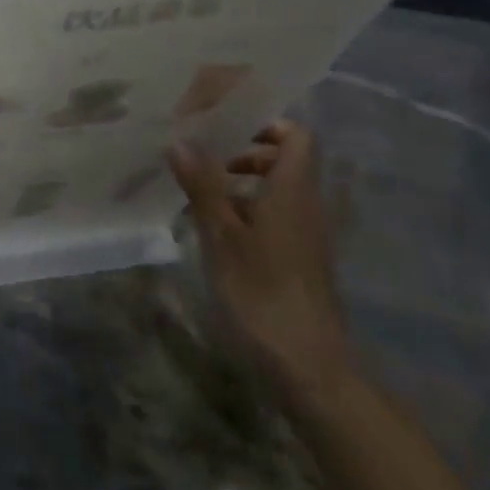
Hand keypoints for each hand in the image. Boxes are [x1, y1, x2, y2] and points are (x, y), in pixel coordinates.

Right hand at [168, 122, 353, 408]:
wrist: (307, 364)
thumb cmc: (262, 292)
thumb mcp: (221, 236)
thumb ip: (203, 186)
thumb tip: (181, 141)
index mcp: (293, 191)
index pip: (297, 137)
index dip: (266, 125)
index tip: (225, 129)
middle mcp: (307, 205)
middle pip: (287, 161)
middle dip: (246, 153)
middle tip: (204, 161)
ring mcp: (307, 234)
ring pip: (280, 190)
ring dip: (243, 183)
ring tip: (200, 194)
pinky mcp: (300, 259)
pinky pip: (277, 216)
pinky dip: (249, 210)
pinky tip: (215, 230)